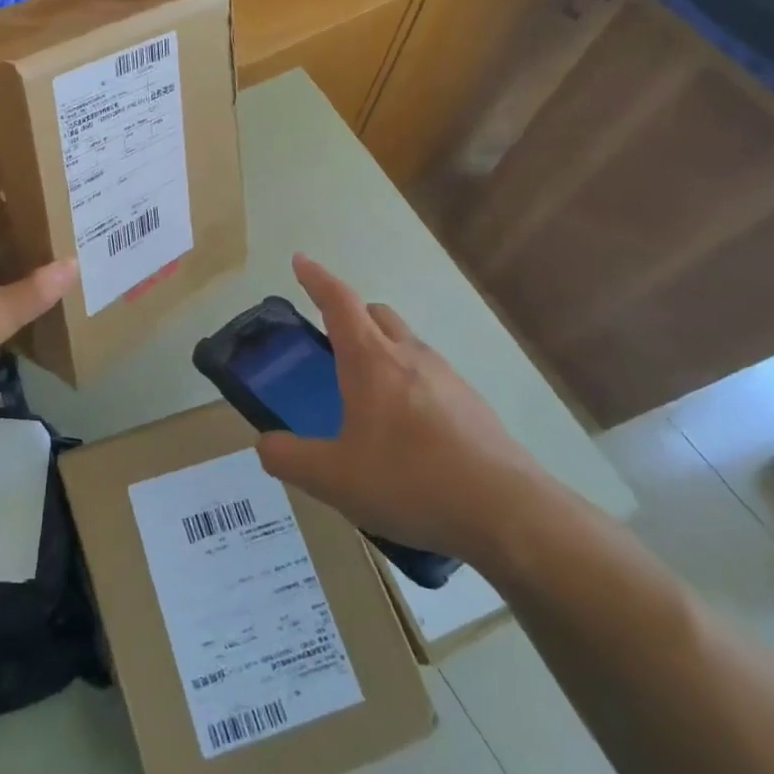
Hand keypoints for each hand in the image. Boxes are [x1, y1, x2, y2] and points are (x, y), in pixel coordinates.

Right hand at [256, 255, 551, 565]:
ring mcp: (448, 378)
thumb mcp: (333, 478)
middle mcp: (410, 356)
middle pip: (377, 314)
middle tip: (330, 339)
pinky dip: (409, 384)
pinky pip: (431, 377)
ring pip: (407, 344)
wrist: (507, 512)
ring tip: (367, 395)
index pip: (339, 301)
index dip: (317, 278)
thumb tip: (266, 445)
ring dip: (382, 351)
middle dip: (351, 314)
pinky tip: (406, 432)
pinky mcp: (473, 406)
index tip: (300, 261)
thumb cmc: (410, 481)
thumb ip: (289, 458)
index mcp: (371, 360)